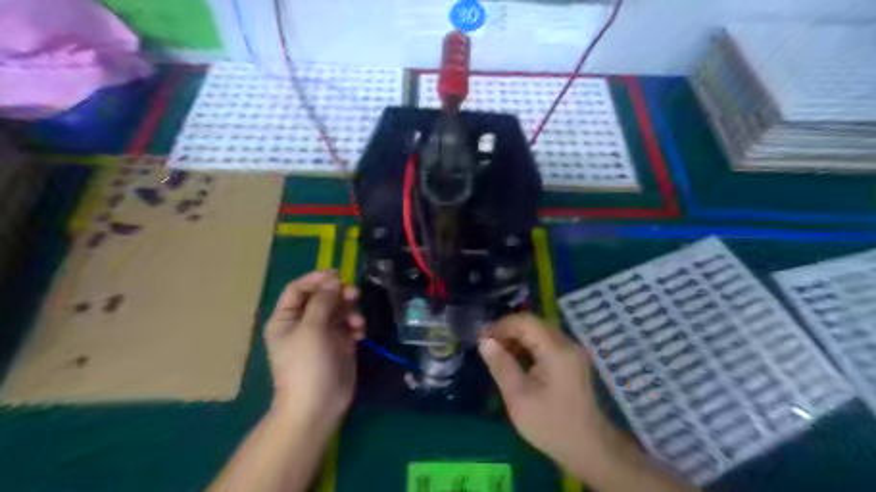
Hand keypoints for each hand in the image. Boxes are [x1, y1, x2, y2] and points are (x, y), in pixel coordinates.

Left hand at [266, 269, 364, 425]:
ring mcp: (322, 334)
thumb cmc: (307, 365)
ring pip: (338, 310)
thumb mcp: (311, 328)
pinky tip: (360, 333)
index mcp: (286, 319)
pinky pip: (349, 325)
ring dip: (350, 310)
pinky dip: (355, 325)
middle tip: (354, 294)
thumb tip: (334, 279)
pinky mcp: (339, 344)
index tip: (337, 275)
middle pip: (322, 297)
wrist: (318, 405)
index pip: (298, 289)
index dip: (316, 279)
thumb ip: (323, 300)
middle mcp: (303, 323)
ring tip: (358, 321)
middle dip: (338, 294)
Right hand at [477, 315, 614, 471]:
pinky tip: (515, 361)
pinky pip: (545, 342)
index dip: (501, 326)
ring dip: (516, 339)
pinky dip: (528, 347)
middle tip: (487, 346)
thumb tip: (484, 341)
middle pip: (532, 324)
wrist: (589, 448)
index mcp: (556, 350)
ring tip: (497, 354)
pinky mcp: (571, 360)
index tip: (481, 339)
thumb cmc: (551, 425)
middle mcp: (567, 343)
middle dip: (507, 331)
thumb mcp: (518, 397)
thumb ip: (501, 365)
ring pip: (538, 332)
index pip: (525, 322)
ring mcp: (572, 350)